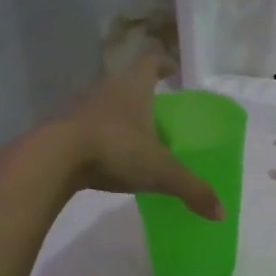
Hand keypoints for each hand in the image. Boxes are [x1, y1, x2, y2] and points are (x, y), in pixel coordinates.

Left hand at [59, 54, 222, 218]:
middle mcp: (108, 89)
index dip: (164, 64)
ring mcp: (83, 107)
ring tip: (137, 137)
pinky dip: (103, 136)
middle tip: (161, 112)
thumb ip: (192, 189)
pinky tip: (111, 157)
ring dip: (122, 114)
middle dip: (145, 93)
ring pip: (108, 103)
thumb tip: (221, 213)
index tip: (174, 72)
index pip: (151, 62)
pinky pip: (91, 126)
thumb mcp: (160, 172)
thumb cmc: (115, 150)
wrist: (54, 159)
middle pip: (128, 82)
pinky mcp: (65, 128)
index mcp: (134, 87)